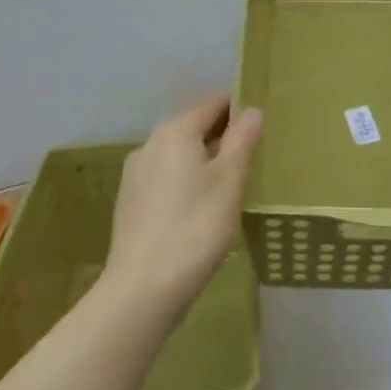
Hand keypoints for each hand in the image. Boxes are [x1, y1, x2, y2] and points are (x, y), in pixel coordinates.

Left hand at [102, 93, 262, 318]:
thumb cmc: (195, 227)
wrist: (143, 287)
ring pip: (177, 153)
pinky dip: (184, 181)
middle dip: (220, 135)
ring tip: (228, 186)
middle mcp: (150, 143)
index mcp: (175, 131)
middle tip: (250, 158)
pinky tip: (199, 208)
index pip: (212, 102)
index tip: (260, 127)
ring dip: (202, 160)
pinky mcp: (130, 202)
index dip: (238, 108)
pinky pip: (164, 177)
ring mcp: (135, 174)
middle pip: (192, 126)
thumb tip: (251, 109)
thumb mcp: (230, 181)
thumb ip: (242, 140)